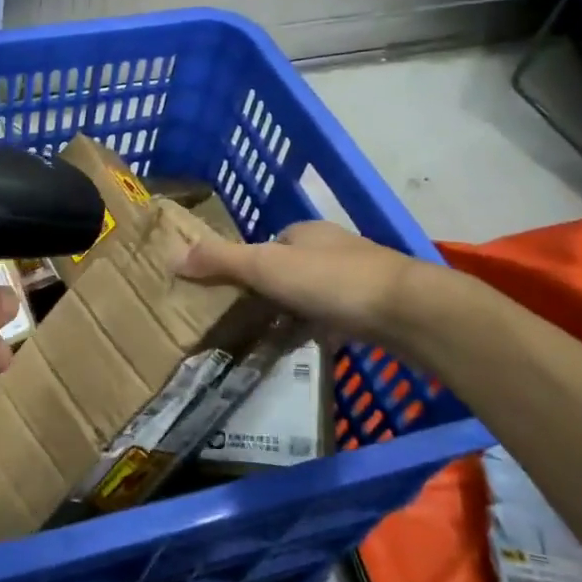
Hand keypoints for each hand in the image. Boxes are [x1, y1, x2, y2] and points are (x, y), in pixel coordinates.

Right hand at [175, 219, 429, 343]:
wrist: (410, 311)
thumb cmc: (332, 281)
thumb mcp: (266, 267)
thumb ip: (221, 261)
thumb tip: (171, 255)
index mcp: (306, 232)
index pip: (268, 243)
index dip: (247, 263)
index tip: (230, 290)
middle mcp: (333, 249)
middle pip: (291, 268)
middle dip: (271, 290)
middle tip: (246, 318)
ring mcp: (360, 278)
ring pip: (316, 294)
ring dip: (297, 311)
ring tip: (273, 338)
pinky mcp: (378, 309)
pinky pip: (338, 318)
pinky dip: (323, 330)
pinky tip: (313, 349)